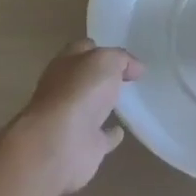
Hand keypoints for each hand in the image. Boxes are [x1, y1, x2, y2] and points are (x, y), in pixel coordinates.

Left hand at [10, 40, 144, 194]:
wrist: (60, 144)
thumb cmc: (80, 92)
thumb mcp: (105, 60)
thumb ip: (121, 59)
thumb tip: (135, 68)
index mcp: (65, 65)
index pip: (83, 49)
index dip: (104, 49)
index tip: (128, 57)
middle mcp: (64, 90)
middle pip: (86, 78)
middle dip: (104, 76)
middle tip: (131, 75)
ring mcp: (72, 119)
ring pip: (92, 107)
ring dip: (106, 103)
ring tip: (130, 99)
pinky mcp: (84, 146)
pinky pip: (101, 137)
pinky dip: (111, 134)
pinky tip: (122, 130)